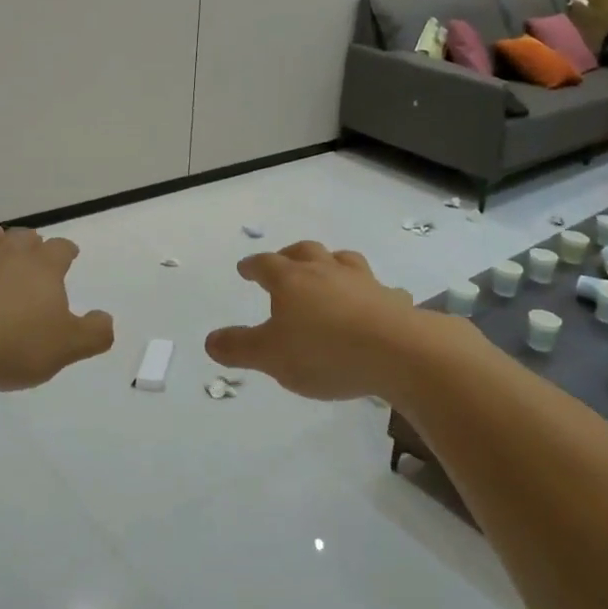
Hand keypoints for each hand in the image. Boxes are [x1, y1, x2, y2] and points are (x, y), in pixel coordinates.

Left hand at [0, 224, 113, 391]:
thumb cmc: (7, 343)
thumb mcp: (63, 348)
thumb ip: (92, 333)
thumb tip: (105, 319)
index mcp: (41, 267)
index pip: (60, 248)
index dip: (66, 251)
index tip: (69, 255)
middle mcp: (5, 254)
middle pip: (22, 236)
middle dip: (29, 243)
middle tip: (31, 256)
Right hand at [205, 242, 431, 400]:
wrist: (397, 351)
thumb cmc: (324, 352)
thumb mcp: (271, 357)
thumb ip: (239, 348)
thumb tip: (210, 340)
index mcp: (291, 280)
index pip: (265, 264)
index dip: (252, 266)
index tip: (245, 268)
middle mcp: (325, 271)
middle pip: (304, 251)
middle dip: (290, 255)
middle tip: (283, 262)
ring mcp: (361, 281)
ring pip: (342, 260)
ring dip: (330, 262)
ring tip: (327, 271)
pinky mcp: (390, 299)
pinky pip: (379, 288)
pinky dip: (371, 292)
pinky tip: (374, 301)